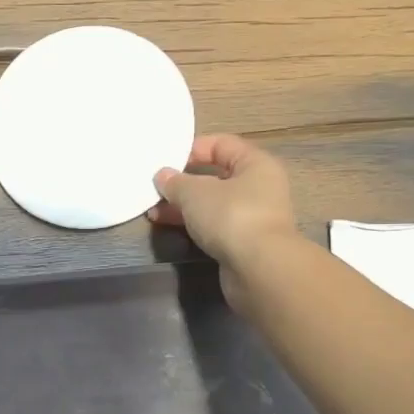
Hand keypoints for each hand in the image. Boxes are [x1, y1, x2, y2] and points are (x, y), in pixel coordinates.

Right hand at [149, 134, 300, 305]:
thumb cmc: (231, 216)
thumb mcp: (195, 193)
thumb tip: (163, 176)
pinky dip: (192, 224)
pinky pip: (213, 225)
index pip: (222, 144)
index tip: (166, 159)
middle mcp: (259, 187)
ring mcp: (252, 217)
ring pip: (212, 204)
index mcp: (255, 164)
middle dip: (183, 182)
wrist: (259, 269)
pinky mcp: (243, 243)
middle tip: (155, 188)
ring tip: (154, 211)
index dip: (193, 148)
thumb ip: (175, 182)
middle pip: (216, 176)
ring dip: (183, 206)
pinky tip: (168, 226)